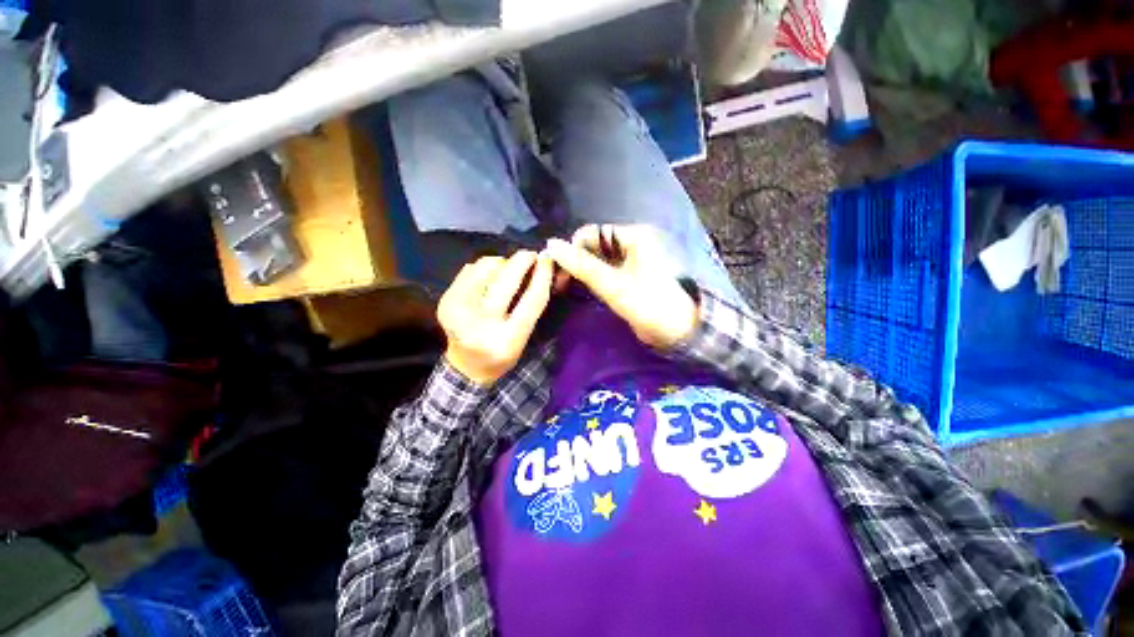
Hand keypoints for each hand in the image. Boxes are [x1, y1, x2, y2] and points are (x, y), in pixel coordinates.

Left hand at [437, 251, 553, 385]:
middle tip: (531, 255)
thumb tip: (543, 266)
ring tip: (508, 271)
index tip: (548, 259)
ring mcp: (458, 311)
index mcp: (506, 340)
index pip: (532, 300)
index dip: (543, 275)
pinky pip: (471, 268)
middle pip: (507, 280)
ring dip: (503, 263)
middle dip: (522, 261)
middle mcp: (480, 325)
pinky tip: (490, 278)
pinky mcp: (445, 299)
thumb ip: (534, 304)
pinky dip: (485, 268)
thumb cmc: (503, 353)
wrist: (466, 366)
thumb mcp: (525, 337)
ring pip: (486, 267)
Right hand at [545, 224, 697, 348]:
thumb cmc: (648, 304)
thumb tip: (551, 244)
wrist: (676, 332)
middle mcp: (630, 244)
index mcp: (632, 236)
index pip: (592, 233)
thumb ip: (583, 265)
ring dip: (580, 272)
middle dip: (574, 261)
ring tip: (564, 287)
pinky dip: (590, 280)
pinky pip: (603, 273)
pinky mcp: (626, 278)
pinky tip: (579, 290)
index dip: (572, 249)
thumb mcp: (613, 285)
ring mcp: (628, 262)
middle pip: (593, 246)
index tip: (558, 271)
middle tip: (558, 283)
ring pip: (596, 260)